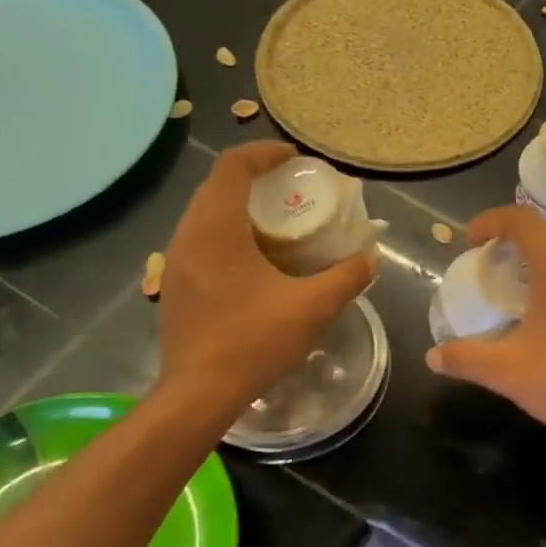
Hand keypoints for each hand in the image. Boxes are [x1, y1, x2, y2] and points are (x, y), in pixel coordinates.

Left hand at [154, 142, 375, 416]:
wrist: (198, 393)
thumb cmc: (252, 342)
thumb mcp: (311, 308)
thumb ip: (345, 278)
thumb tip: (370, 259)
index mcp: (216, 228)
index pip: (233, 165)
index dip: (265, 153)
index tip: (295, 159)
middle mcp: (188, 234)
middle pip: (217, 185)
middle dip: (255, 179)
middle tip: (292, 190)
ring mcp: (175, 261)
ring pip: (205, 214)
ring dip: (239, 208)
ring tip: (277, 224)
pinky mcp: (175, 284)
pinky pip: (201, 241)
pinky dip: (228, 234)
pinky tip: (254, 263)